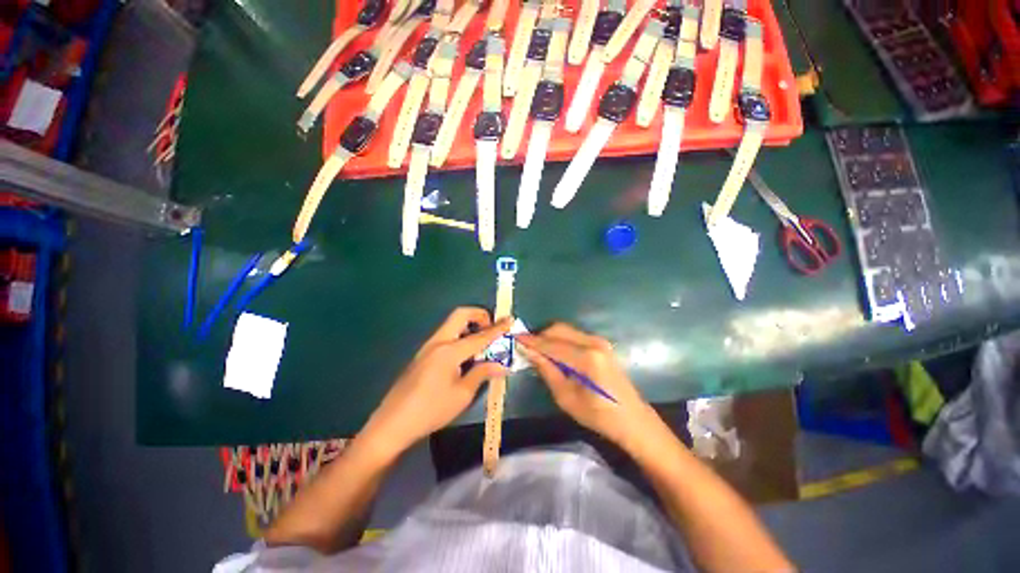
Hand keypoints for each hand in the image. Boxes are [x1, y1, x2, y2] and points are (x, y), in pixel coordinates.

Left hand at [360, 307, 510, 459]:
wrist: (392, 424)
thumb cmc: (431, 410)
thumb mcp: (462, 395)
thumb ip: (482, 373)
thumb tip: (501, 365)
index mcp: (449, 351)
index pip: (479, 336)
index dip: (497, 328)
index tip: (510, 320)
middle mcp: (438, 342)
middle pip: (460, 315)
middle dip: (479, 315)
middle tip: (491, 328)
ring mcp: (428, 346)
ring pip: (451, 324)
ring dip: (469, 325)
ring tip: (481, 342)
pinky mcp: (423, 354)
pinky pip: (445, 335)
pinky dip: (459, 335)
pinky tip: (465, 355)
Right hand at [518, 323, 655, 450]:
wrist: (632, 419)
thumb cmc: (598, 415)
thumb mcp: (566, 397)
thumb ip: (546, 370)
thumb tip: (528, 351)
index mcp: (586, 358)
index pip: (551, 344)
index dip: (531, 341)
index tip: (514, 338)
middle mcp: (593, 342)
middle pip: (558, 330)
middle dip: (540, 336)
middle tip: (525, 347)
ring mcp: (599, 341)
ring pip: (565, 331)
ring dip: (549, 338)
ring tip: (536, 352)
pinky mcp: (601, 344)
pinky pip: (574, 336)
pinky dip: (560, 341)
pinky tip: (553, 354)